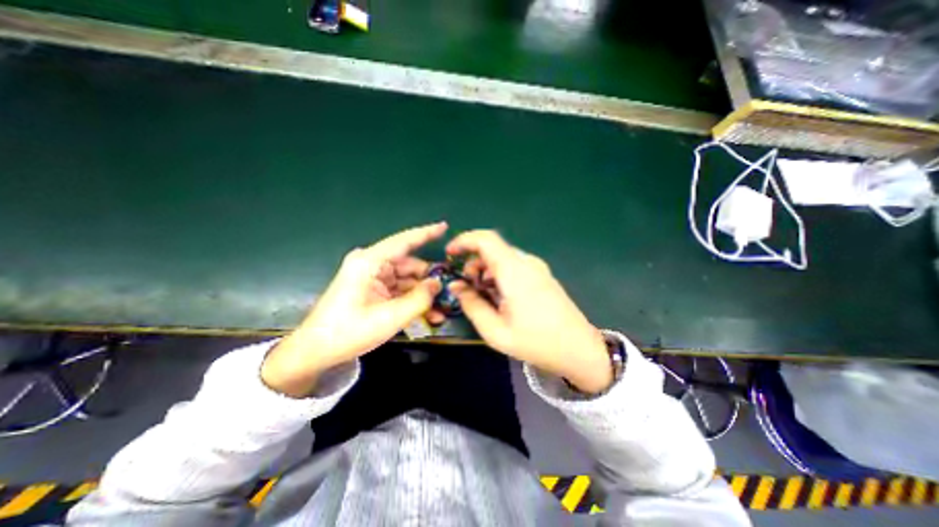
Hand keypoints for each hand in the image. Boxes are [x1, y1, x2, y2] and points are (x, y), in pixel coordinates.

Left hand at [257, 221, 443, 396]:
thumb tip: (438, 283)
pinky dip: (413, 300)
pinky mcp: (374, 289)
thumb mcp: (390, 317)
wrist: (316, 351)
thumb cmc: (350, 332)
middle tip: (450, 291)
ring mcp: (372, 277)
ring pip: (407, 279)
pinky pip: (399, 290)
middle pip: (409, 265)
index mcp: (370, 262)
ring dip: (423, 294)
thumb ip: (419, 298)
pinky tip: (429, 315)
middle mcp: (372, 264)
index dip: (426, 233)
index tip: (445, 226)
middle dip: (429, 279)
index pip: (404, 241)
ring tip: (441, 309)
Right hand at [446, 228, 616, 391]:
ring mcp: (537, 267)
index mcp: (514, 271)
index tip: (450, 254)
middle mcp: (527, 262)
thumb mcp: (496, 331)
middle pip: (493, 249)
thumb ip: (472, 305)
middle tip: (467, 287)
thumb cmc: (536, 342)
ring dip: (486, 270)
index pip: (486, 239)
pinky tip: (500, 297)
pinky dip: (499, 275)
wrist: (580, 349)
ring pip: (503, 257)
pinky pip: (514, 266)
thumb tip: (456, 286)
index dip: (464, 241)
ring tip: (483, 296)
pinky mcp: (542, 275)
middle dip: (473, 263)